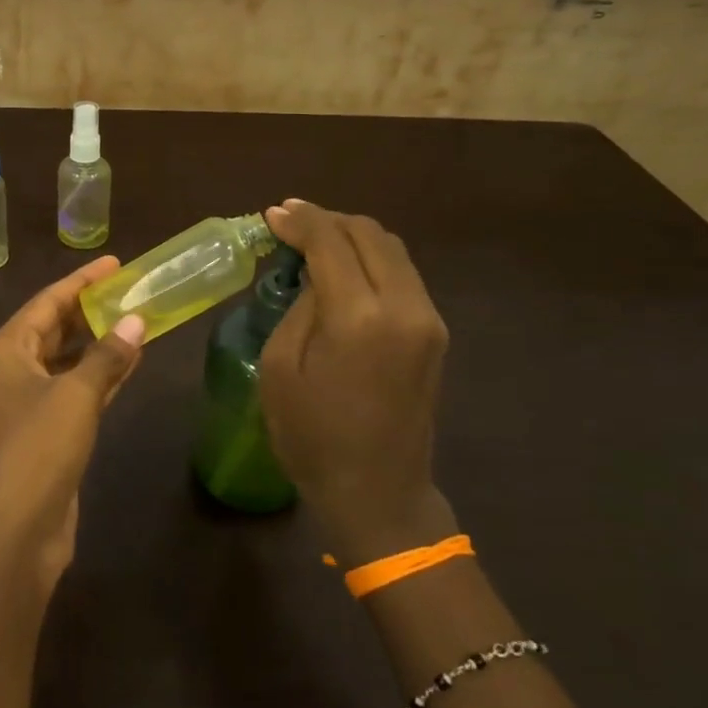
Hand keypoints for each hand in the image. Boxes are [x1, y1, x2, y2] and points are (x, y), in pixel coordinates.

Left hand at [0, 256, 145, 592]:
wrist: (12, 532)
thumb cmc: (36, 449)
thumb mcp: (75, 395)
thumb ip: (107, 356)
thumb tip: (136, 320)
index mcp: (8, 349)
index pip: (47, 301)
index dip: (81, 281)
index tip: (115, 262)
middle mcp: (14, 370)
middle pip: (55, 328)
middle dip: (91, 309)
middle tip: (132, 289)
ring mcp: (30, 404)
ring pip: (69, 360)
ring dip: (100, 343)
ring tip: (138, 320)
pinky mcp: (48, 434)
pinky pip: (78, 390)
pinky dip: (102, 375)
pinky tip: (130, 363)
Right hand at [260, 200, 457, 564]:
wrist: (379, 492)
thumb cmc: (313, 437)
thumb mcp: (281, 368)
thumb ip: (299, 307)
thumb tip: (312, 274)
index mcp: (358, 317)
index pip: (331, 242)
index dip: (300, 221)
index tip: (273, 215)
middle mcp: (403, 307)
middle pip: (368, 233)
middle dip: (327, 220)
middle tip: (290, 223)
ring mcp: (427, 318)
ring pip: (391, 248)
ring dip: (351, 235)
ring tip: (314, 241)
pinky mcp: (434, 332)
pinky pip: (402, 273)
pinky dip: (370, 258)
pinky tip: (343, 268)